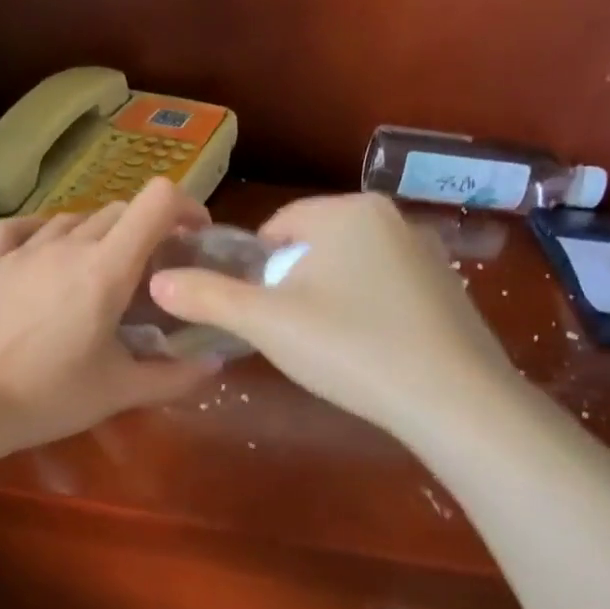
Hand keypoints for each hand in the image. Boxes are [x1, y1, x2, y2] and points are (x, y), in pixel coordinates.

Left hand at [0, 179, 217, 469]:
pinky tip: (47, 252)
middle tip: (151, 270)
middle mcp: (66, 244)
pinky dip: (47, 232)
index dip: (185, 206)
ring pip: (74, 219)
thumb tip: (215, 363)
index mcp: (106, 269)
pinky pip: (24, 227)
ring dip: (99, 235)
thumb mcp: (118, 392)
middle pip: (119, 211)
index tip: (195, 235)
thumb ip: (174, 376)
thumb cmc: (47, 398)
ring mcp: (22, 248)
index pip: (157, 202)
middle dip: (146, 231)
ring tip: (100, 270)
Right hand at [148, 193, 522, 443]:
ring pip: (347, 268)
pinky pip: (383, 287)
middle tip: (293, 337)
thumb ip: (208, 297)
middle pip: (311, 247)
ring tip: (331, 349)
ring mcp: (426, 250)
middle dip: (291, 288)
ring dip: (326, 301)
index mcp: (346, 210)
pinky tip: (370, 351)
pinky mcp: (446, 286)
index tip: (260, 317)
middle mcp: (390, 216)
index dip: (254, 273)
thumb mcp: (267, 324)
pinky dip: (365, 312)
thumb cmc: (349, 347)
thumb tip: (157, 281)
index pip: (275, 228)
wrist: (452, 398)